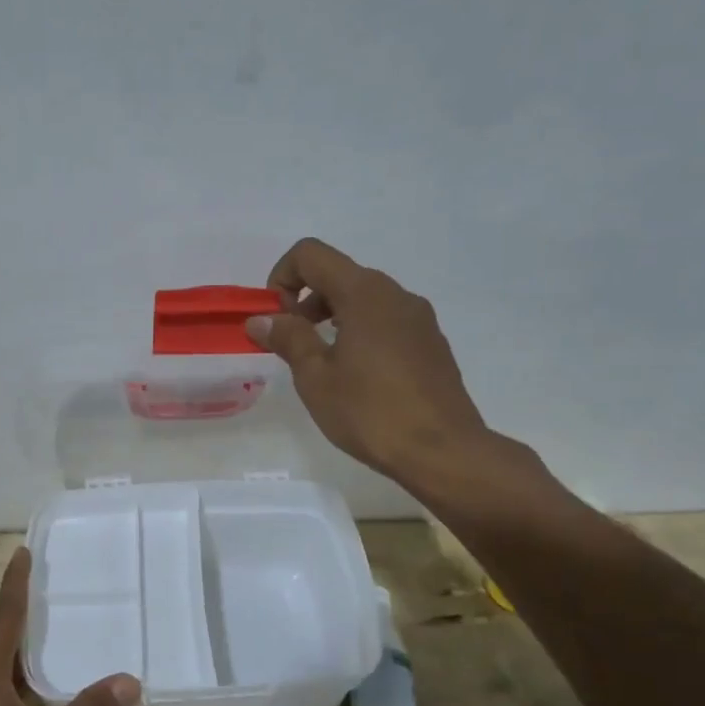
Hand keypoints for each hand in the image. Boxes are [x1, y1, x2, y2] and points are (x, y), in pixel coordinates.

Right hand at [245, 238, 494, 488]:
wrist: (443, 452)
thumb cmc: (371, 412)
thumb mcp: (316, 378)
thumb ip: (288, 338)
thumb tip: (260, 319)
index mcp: (364, 293)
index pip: (311, 254)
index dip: (282, 276)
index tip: (276, 319)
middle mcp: (395, 294)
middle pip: (339, 274)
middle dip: (305, 300)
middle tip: (292, 344)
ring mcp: (419, 318)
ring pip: (364, 299)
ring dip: (332, 317)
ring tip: (322, 364)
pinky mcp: (432, 343)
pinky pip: (386, 322)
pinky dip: (360, 333)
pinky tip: (358, 378)